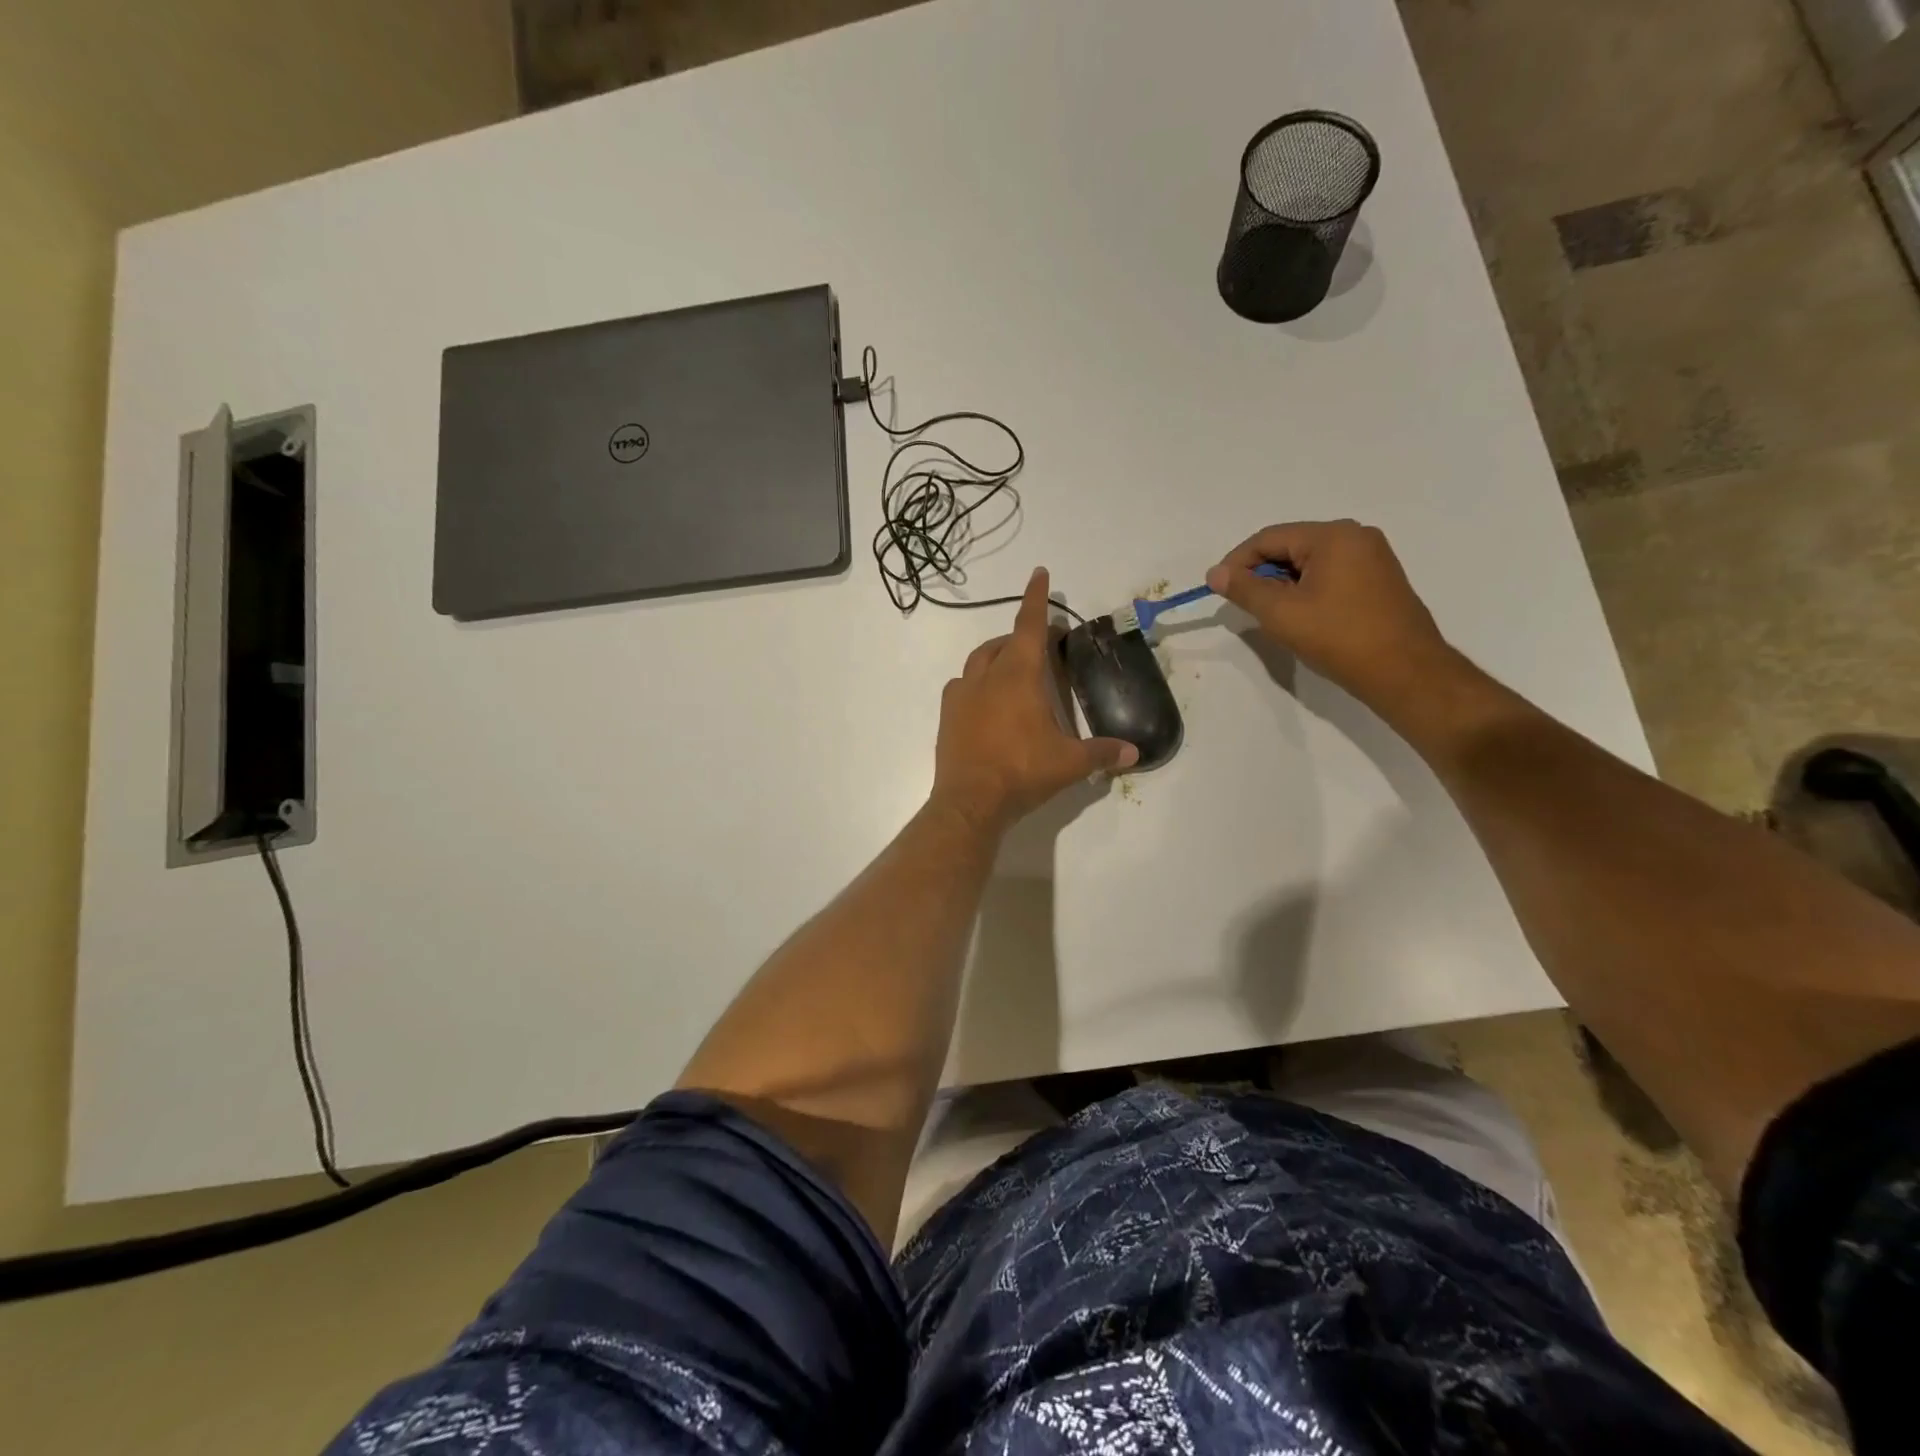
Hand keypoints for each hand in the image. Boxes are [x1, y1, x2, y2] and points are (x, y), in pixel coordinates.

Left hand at [933, 568, 1137, 832]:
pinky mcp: (946, 715)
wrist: (969, 801)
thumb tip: (1134, 753)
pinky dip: (977, 683)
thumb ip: (1103, 753)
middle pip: (1004, 642)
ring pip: (979, 660)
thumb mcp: (1069, 763)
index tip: (1039, 573)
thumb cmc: (1022, 772)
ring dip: (997, 657)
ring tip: (1013, 671)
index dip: (1036, 598)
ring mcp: (961, 694)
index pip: (1029, 626)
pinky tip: (987, 701)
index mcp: (1018, 676)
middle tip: (1041, 648)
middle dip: (1022, 637)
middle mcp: (986, 676)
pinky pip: (961, 686)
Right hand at [1206, 521, 1456, 710]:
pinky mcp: (1379, 579)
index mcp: (1333, 536)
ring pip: (1310, 562)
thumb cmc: (1339, 637)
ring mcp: (1372, 557)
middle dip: (1261, 573)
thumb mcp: (1281, 613)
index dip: (1237, 562)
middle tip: (1243, 604)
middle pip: (1291, 546)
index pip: (1269, 538)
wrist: (1404, 672)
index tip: (1218, 589)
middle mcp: (1356, 537)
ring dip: (1283, 583)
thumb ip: (1244, 589)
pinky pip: (1330, 574)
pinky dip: (1307, 589)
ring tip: (1270, 614)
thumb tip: (1215, 573)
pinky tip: (1300, 615)